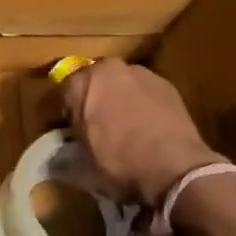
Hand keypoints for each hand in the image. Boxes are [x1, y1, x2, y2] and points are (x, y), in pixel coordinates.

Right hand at [62, 60, 218, 207]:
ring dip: (120, 99)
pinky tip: (148, 127)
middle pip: (95, 82)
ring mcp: (142, 73)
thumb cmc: (120, 163)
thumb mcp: (84, 166)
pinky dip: (143, 104)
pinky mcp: (167, 84)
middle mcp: (110, 69)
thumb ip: (70, 153)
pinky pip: (146, 92)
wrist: (175, 167)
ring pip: (122, 84)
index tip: (71, 130)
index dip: (67, 113)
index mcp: (83, 83)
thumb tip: (61, 158)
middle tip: (97, 126)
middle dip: (94, 99)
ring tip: (126, 127)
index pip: (65, 92)